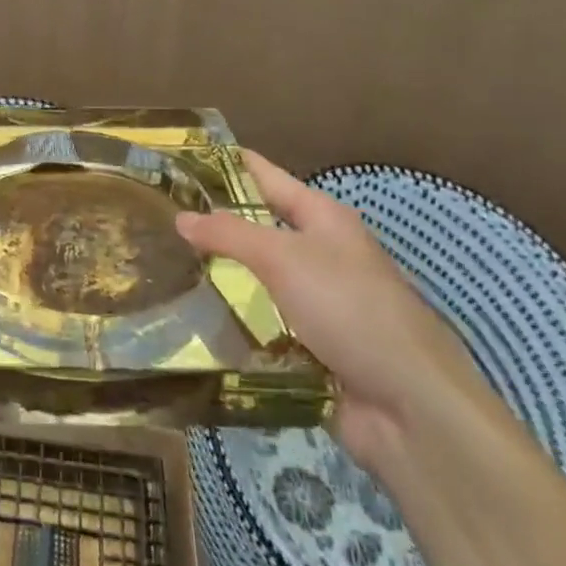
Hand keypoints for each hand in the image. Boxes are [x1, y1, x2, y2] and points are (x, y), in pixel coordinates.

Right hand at [177, 151, 492, 472]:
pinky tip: (191, 316)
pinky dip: (232, 317)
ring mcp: (315, 300)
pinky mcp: (308, 343)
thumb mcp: (284, 258)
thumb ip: (229, 233)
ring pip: (255, 276)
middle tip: (156, 218)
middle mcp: (320, 252)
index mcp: (322, 218)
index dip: (224, 164)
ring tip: (161, 264)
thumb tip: (181, 216)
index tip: (176, 160)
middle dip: (211, 223)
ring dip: (217, 274)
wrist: (408, 404)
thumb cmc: (349, 309)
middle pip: (257, 227)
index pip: (264, 176)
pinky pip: (260, 320)